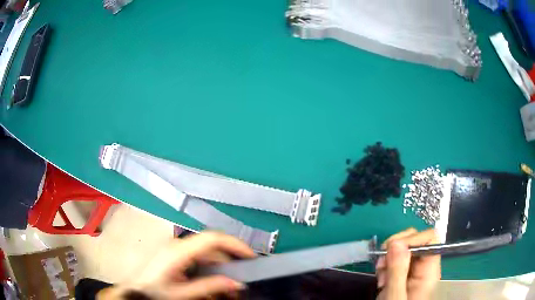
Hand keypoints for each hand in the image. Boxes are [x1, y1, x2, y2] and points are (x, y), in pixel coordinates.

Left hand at [99, 232, 254, 299]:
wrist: (134, 291)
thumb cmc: (154, 291)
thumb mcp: (182, 294)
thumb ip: (209, 287)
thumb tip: (237, 283)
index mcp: (180, 250)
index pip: (213, 238)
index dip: (235, 244)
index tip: (252, 257)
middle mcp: (180, 245)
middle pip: (213, 248)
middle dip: (231, 263)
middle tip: (242, 282)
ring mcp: (177, 249)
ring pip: (208, 255)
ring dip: (222, 270)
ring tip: (230, 288)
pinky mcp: (176, 255)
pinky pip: (200, 260)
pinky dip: (211, 271)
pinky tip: (214, 285)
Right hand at [375, 228, 440, 299]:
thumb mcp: (395, 296)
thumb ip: (397, 270)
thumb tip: (397, 241)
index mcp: (429, 271)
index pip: (430, 239)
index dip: (412, 239)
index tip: (392, 251)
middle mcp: (424, 266)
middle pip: (416, 240)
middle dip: (395, 248)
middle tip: (382, 265)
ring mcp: (414, 270)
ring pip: (404, 248)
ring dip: (388, 257)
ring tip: (381, 276)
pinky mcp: (404, 274)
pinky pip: (396, 259)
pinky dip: (386, 264)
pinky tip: (382, 278)